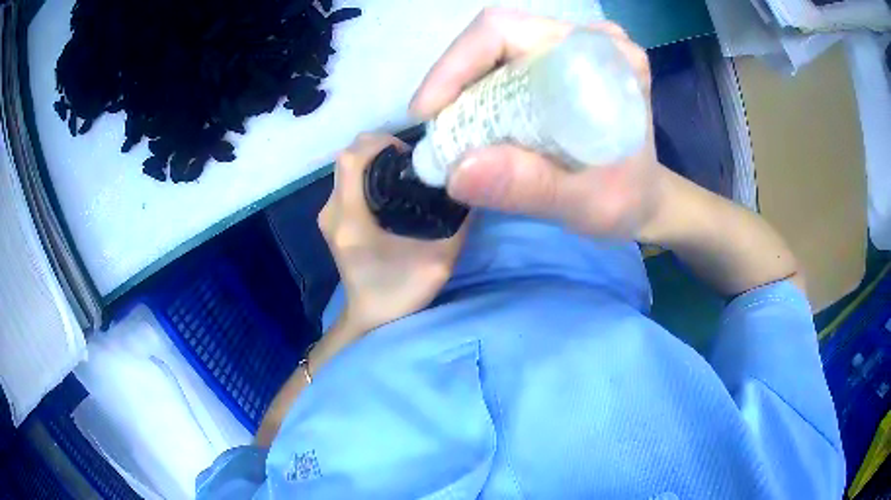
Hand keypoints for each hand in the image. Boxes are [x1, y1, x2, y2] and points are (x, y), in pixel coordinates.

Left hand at [318, 133, 468, 332]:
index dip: (379, 144)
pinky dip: (367, 173)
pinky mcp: (331, 219)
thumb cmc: (401, 293)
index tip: (409, 152)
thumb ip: (457, 222)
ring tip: (403, 172)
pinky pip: (346, 181)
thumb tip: (470, 185)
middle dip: (379, 148)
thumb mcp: (440, 260)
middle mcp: (332, 212)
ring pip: (345, 168)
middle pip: (347, 158)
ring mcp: (327, 215)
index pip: (352, 160)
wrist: (371, 317)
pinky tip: (390, 186)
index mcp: (350, 220)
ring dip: (372, 160)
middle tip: (411, 161)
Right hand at [410, 8, 664, 238]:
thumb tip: (456, 171)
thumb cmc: (624, 201)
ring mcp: (575, 44)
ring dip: (465, 84)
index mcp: (606, 57)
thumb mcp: (585, 204)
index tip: (428, 112)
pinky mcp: (562, 57)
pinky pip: (506, 59)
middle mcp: (589, 39)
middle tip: (438, 127)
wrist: (642, 198)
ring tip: (453, 126)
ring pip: (497, 45)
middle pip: (498, 33)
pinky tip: (476, 118)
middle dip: (456, 77)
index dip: (458, 63)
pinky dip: (480, 88)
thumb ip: (530, 188)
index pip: (511, 32)